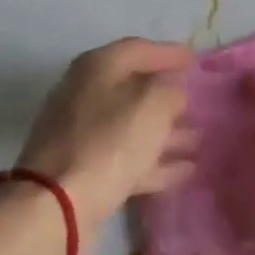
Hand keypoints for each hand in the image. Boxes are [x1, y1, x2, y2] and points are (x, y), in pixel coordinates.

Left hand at [15, 38, 194, 229]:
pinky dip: (154, 162)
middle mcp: (84, 94)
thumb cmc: (108, 143)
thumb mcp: (151, 106)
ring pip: (131, 126)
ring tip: (199, 140)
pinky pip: (127, 158)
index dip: (168, 53)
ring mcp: (81, 134)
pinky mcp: (84, 170)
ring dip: (165, 132)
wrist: (56, 205)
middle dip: (167, 96)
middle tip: (198, 103)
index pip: (138, 48)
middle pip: (133, 88)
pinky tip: (184, 171)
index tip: (194, 60)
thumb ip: (169, 91)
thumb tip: (172, 91)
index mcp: (96, 68)